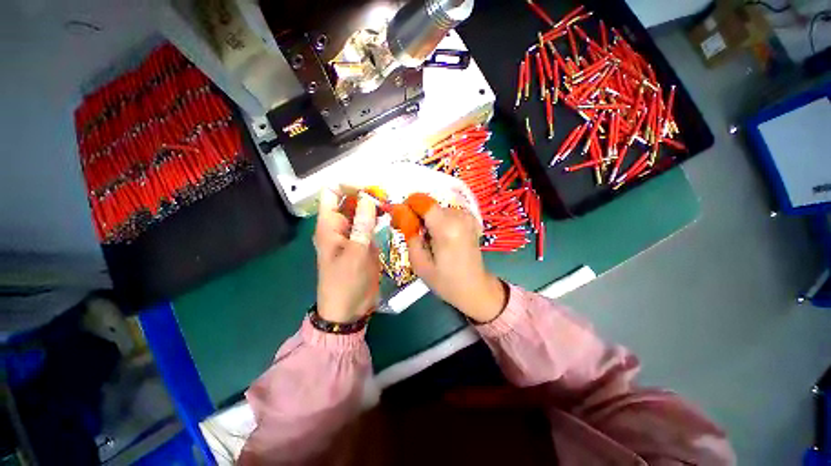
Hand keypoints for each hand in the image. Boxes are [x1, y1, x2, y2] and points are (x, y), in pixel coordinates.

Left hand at [314, 189, 380, 322]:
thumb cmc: (346, 282)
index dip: (348, 186)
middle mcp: (340, 227)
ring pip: (362, 213)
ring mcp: (353, 235)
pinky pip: (370, 226)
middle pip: (350, 201)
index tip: (369, 189)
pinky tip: (391, 218)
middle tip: (386, 197)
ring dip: (375, 208)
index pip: (332, 194)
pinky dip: (379, 220)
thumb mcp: (356, 253)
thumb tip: (368, 198)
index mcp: (329, 226)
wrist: (349, 309)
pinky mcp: (364, 244)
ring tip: (390, 205)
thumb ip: (362, 225)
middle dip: (366, 196)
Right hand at [406, 205, 506, 322]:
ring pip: (438, 209)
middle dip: (417, 215)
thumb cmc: (446, 281)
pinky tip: (439, 237)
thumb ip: (409, 236)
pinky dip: (439, 221)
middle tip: (411, 234)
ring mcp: (467, 218)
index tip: (400, 217)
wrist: (475, 287)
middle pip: (430, 205)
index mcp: (446, 228)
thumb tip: (401, 214)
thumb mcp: (420, 264)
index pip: (423, 202)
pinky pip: (447, 213)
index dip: (409, 205)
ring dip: (428, 219)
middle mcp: (459, 218)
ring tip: (427, 239)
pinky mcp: (470, 220)